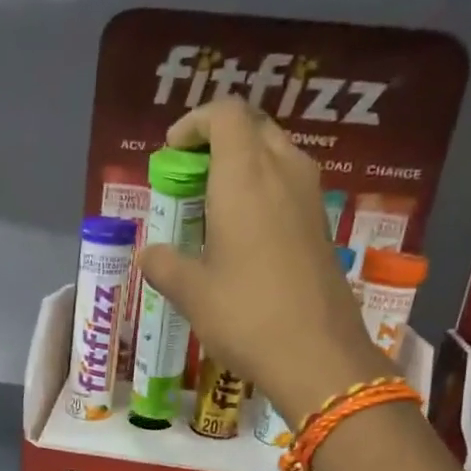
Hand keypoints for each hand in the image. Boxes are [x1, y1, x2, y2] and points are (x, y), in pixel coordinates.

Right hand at [140, 97, 391, 425]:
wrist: (317, 356)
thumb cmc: (246, 317)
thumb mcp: (192, 294)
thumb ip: (164, 265)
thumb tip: (148, 255)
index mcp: (245, 177)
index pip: (226, 114)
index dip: (195, 123)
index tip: (172, 154)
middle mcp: (283, 173)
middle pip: (254, 128)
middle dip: (219, 141)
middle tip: (191, 178)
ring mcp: (310, 199)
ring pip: (277, 155)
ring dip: (245, 167)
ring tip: (215, 207)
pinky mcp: (322, 228)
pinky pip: (290, 188)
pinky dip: (265, 193)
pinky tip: (245, 237)